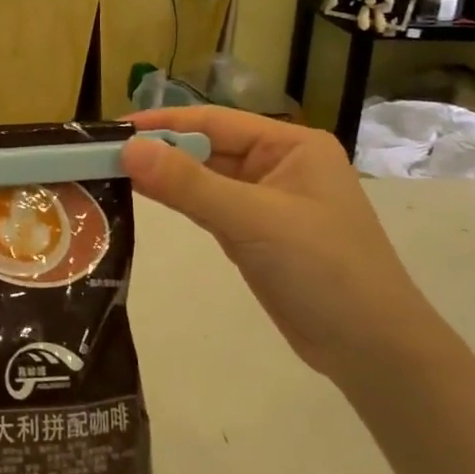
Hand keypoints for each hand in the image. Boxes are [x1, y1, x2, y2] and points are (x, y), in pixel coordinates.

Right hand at [120, 108, 439, 379]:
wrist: (372, 351)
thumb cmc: (323, 270)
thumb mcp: (253, 220)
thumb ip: (189, 184)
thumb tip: (128, 149)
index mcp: (290, 145)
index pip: (214, 122)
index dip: (162, 123)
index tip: (112, 129)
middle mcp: (278, 165)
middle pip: (207, 148)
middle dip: (159, 150)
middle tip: (102, 154)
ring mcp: (267, 201)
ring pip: (205, 179)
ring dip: (165, 176)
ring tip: (112, 172)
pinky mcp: (256, 235)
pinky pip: (209, 207)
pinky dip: (179, 203)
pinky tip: (145, 199)